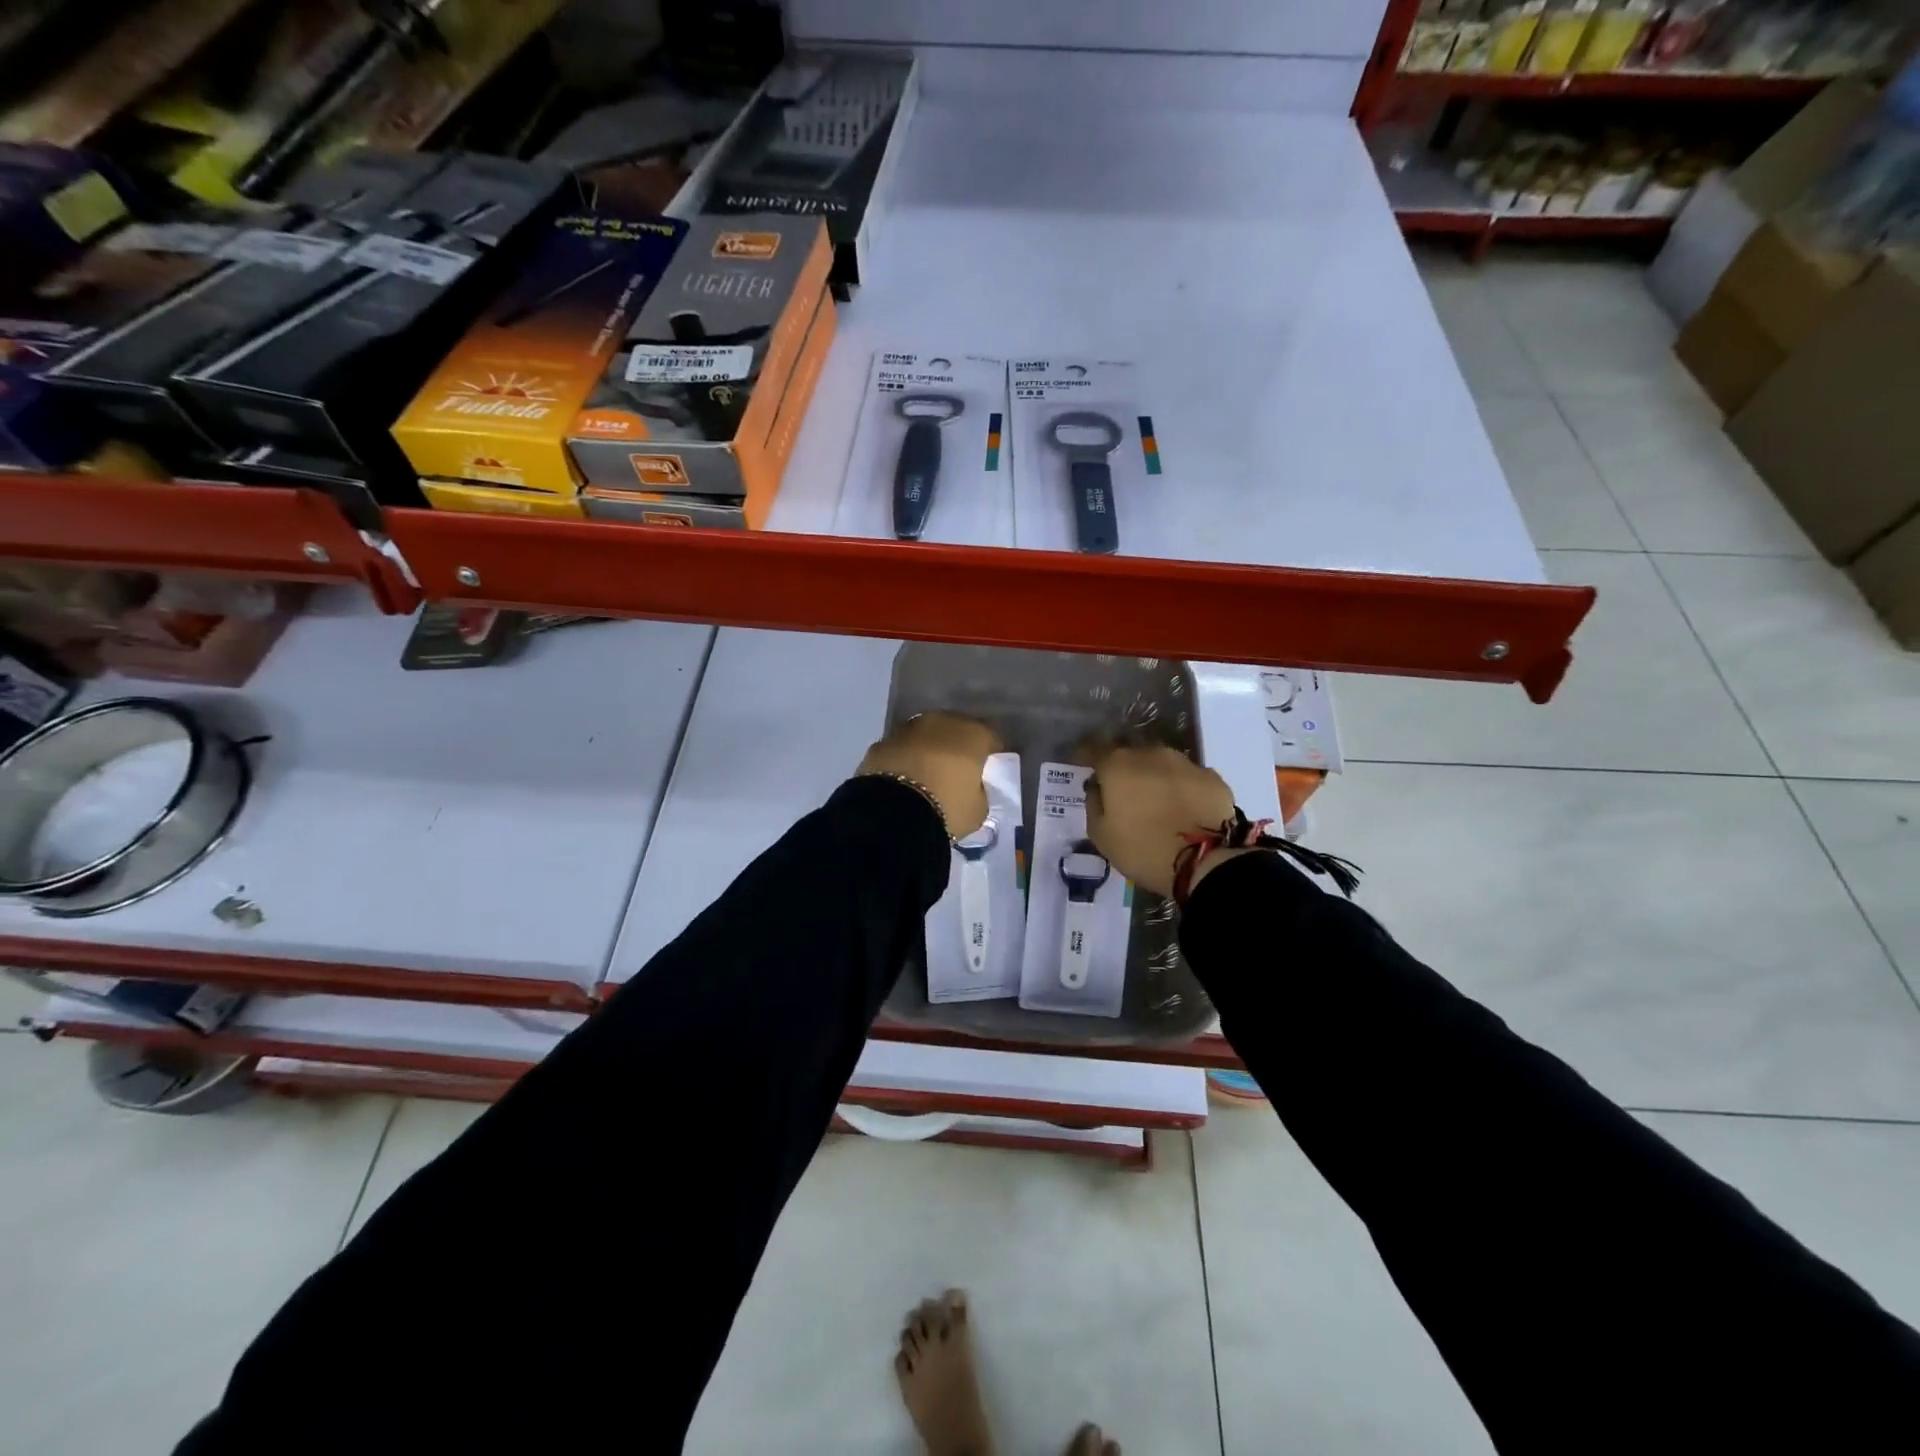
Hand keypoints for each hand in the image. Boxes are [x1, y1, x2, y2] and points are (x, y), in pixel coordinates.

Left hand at [857, 713, 998, 838]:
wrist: (892, 811)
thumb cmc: (947, 807)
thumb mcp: (978, 810)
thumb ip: (979, 793)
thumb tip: (972, 789)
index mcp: (973, 734)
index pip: (990, 739)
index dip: (990, 756)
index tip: (987, 773)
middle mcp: (942, 722)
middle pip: (955, 732)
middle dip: (956, 748)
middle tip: (956, 772)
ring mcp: (908, 728)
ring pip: (925, 737)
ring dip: (928, 750)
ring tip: (927, 776)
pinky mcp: (881, 742)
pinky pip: (901, 749)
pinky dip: (904, 759)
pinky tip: (903, 780)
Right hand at [1084, 744, 1235, 897]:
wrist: (1205, 862)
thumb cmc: (1142, 849)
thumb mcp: (1100, 834)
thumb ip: (1094, 803)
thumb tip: (1098, 787)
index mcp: (1118, 764)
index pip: (1094, 748)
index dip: (1085, 756)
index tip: (1081, 766)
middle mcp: (1152, 754)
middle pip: (1131, 755)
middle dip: (1124, 770)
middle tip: (1123, 793)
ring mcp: (1186, 763)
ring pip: (1162, 764)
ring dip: (1155, 778)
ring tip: (1156, 803)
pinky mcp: (1213, 779)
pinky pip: (1188, 779)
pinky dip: (1182, 790)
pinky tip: (1184, 810)